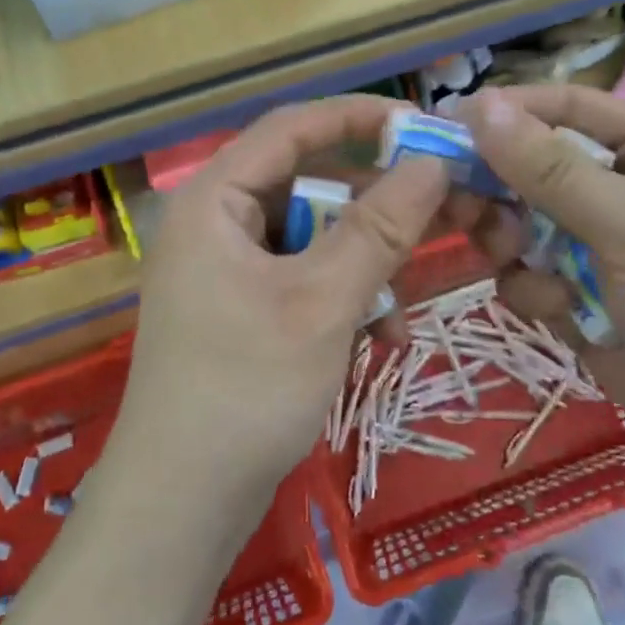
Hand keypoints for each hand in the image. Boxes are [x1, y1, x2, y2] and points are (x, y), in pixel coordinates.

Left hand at [116, 97, 452, 510]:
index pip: (291, 127)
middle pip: (307, 183)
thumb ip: (379, 228)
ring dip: (364, 263)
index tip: (422, 125)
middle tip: (444, 210)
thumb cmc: (245, 390)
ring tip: (402, 306)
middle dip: (374, 205)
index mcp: (214, 199)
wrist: (180, 507)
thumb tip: (433, 162)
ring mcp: (227, 268)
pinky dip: (343, 296)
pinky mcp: (241, 308)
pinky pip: (302, 278)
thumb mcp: (322, 302)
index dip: (357, 117)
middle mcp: (216, 222)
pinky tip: (380, 337)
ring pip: (312, 236)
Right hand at [459, 85, 624, 498]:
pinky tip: (561, 312)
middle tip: (463, 205)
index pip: (567, 109)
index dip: (509, 111)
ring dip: (513, 243)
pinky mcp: (580, 298)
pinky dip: (534, 290)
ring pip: (520, 225)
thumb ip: (548, 168)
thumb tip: (477, 104)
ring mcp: (599, 247)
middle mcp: (621, 190)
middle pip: (533, 168)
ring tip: (519, 261)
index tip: (448, 123)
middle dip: (500, 189)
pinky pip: (528, 276)